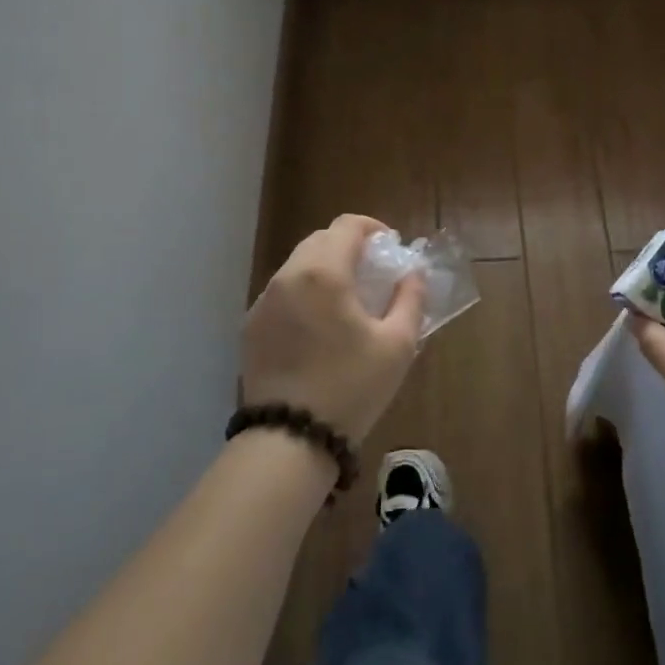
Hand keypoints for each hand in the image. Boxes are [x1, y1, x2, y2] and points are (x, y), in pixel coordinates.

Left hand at [241, 214, 425, 443]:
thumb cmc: (351, 388)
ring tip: (347, 300)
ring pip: (298, 265)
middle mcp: (287, 276)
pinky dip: (304, 293)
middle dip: (349, 247)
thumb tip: (413, 273)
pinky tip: (318, 327)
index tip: (391, 248)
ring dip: (325, 269)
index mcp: (323, 273)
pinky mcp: (250, 326)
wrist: (289, 439)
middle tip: (373, 274)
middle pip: (320, 240)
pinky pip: (282, 293)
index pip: (347, 225)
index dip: (373, 228)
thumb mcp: (397, 345)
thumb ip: (410, 299)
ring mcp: (263, 301)